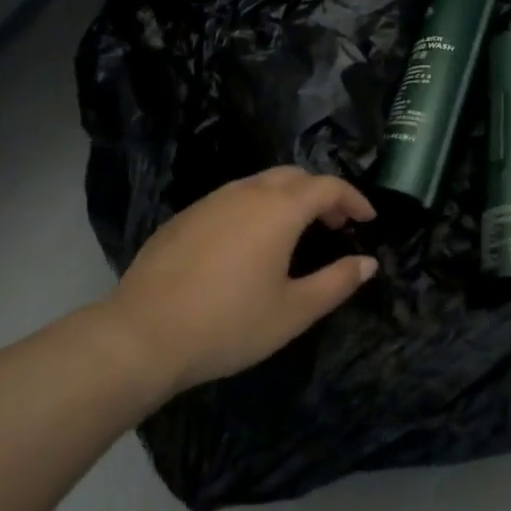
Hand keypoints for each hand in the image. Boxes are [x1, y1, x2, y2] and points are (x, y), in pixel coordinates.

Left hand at [96, 166, 377, 397]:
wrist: (141, 335)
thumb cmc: (228, 324)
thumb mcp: (293, 311)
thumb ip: (336, 282)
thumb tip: (368, 262)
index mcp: (280, 209)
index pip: (328, 186)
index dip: (354, 199)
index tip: (368, 219)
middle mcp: (247, 192)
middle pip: (295, 176)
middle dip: (321, 193)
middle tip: (334, 224)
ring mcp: (211, 201)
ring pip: (260, 183)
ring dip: (288, 198)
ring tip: (296, 232)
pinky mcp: (185, 216)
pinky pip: (232, 198)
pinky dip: (256, 207)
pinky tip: (249, 243)